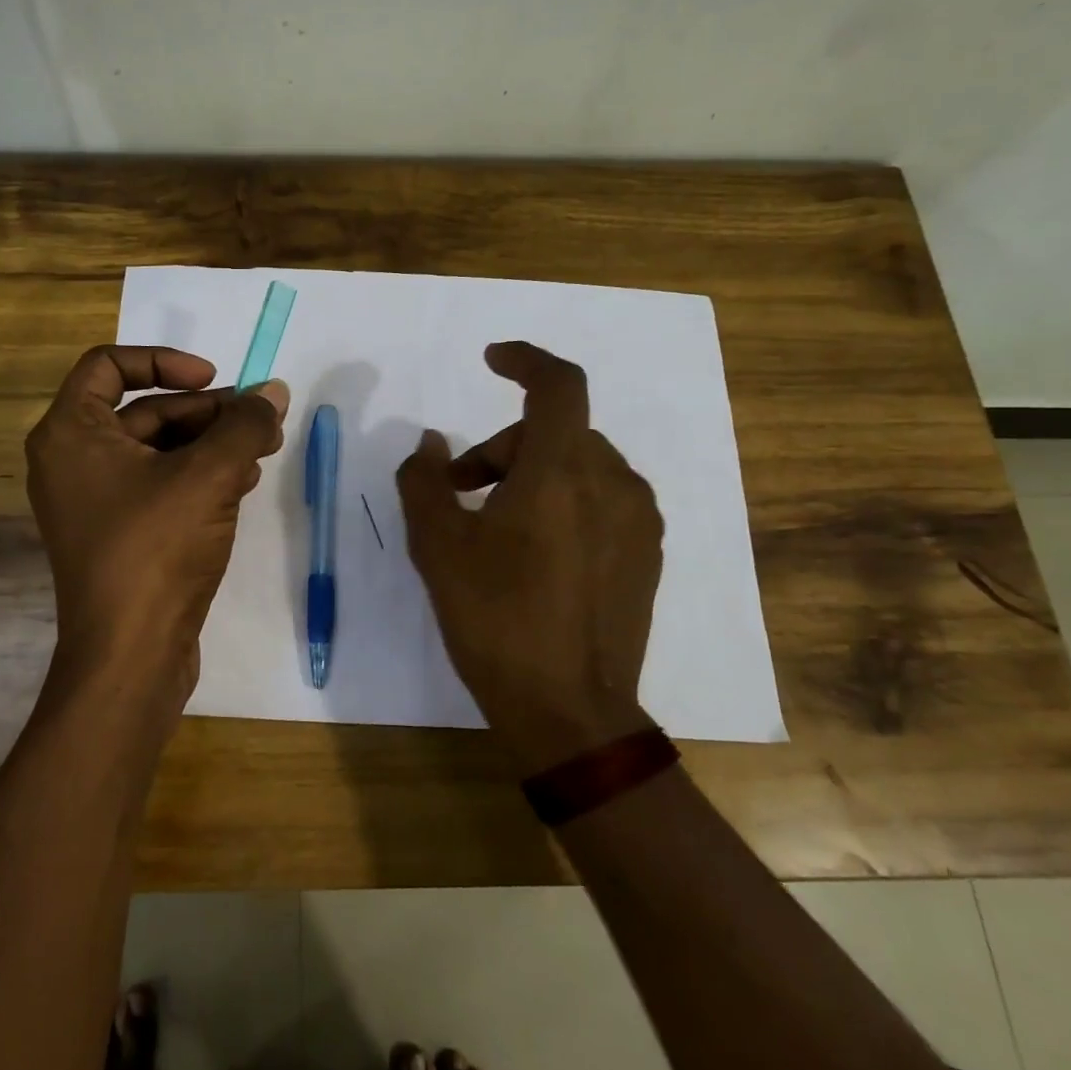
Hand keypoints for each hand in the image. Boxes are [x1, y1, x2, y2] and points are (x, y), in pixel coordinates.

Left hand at [26, 345, 288, 721]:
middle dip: (207, 412)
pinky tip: (241, 485)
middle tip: (260, 422)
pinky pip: (160, 486)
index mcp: (71, 433)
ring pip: (159, 450)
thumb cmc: (157, 549)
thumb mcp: (209, 475)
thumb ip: (245, 424)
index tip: (214, 378)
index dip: (164, 361)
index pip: (109, 365)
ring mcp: (94, 502)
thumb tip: (274, 390)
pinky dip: (199, 477)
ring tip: (261, 452)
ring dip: (211, 445)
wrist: (131, 655)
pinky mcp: (119, 535)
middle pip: (145, 410)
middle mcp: (73, 461)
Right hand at [396, 342, 662, 772]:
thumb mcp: (437, 547)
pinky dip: (562, 500)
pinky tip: (534, 553)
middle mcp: (612, 483)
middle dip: (500, 449)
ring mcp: (637, 520)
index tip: (492, 360)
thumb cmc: (496, 619)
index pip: (558, 385)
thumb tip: (431, 445)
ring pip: (578, 465)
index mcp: (562, 472)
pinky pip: (600, 499)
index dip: (525, 360)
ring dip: (530, 475)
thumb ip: (425, 481)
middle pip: (554, 432)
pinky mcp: (645, 554)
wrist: (568, 709)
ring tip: (492, 526)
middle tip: (458, 494)